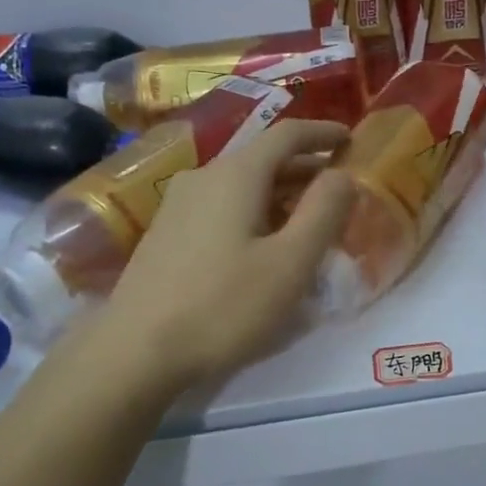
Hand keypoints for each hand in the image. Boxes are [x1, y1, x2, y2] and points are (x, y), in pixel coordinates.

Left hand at [69, 120, 355, 391]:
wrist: (135, 352)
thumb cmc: (224, 306)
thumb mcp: (290, 263)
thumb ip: (324, 212)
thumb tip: (342, 175)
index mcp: (235, 175)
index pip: (286, 134)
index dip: (322, 133)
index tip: (350, 140)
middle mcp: (203, 177)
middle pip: (262, 159)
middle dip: (304, 168)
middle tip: (338, 189)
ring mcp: (177, 205)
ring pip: (240, 185)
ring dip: (280, 193)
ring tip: (307, 219)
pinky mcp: (166, 234)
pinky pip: (221, 206)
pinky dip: (254, 211)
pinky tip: (262, 243)